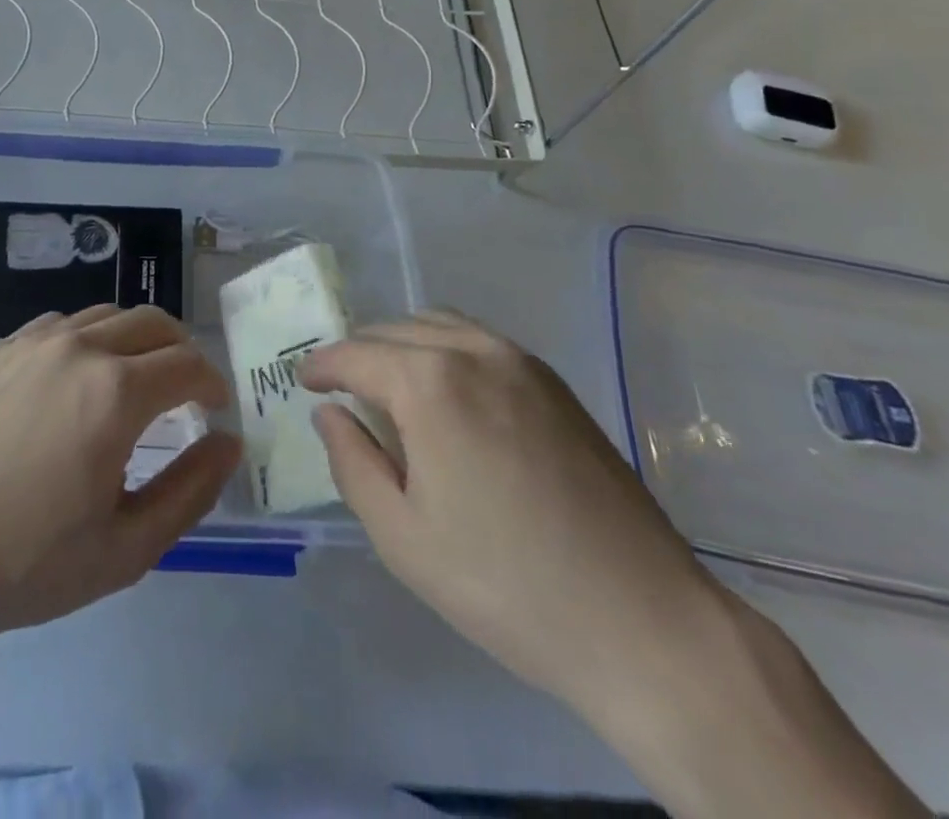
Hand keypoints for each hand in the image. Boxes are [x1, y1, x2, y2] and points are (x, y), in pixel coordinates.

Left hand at [0, 305, 240, 645]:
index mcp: (115, 392)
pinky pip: (62, 325)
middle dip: (182, 351)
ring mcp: (32, 343)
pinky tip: (76, 380)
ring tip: (135, 383)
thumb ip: (191, 490)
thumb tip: (228, 442)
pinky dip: (90, 339)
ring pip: (107, 316)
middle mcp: (78, 349)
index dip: (212, 384)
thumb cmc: (27, 564)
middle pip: (153, 323)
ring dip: (136, 340)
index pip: (187, 365)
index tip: (215, 410)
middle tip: (186, 391)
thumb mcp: (126, 547)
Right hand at [299, 312, 725, 719]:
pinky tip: (448, 394)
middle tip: (342, 390)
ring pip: (439, 325)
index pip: (356, 354)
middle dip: (360, 353)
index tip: (304, 382)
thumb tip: (329, 413)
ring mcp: (522, 362)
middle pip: (396, 329)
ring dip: (402, 343)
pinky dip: (445, 349)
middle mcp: (474, 351)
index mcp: (430, 383)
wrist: (645, 623)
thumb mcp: (402, 537)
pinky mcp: (555, 384)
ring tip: (390, 386)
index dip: (322, 365)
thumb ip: (352, 463)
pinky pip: (480, 341)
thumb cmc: (506, 585)